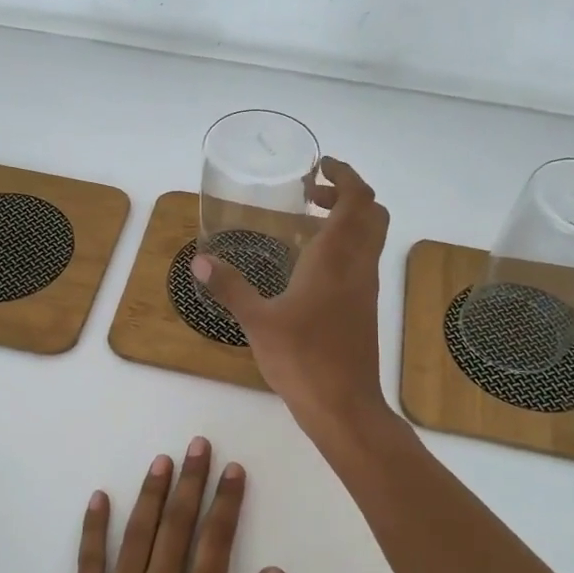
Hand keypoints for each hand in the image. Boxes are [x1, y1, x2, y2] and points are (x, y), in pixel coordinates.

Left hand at [47, 439, 285, 572]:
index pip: (216, 543)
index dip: (227, 502)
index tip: (233, 469)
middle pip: (176, 526)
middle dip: (190, 482)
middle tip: (197, 445)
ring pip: (136, 535)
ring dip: (150, 494)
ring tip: (162, 461)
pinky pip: (88, 562)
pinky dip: (94, 527)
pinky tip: (100, 499)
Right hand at [192, 157, 392, 438]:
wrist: (344, 406)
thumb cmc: (303, 359)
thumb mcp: (258, 322)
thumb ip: (230, 288)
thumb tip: (200, 261)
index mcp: (336, 259)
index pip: (357, 200)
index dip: (344, 175)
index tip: (321, 166)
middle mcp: (358, 266)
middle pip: (372, 212)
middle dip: (347, 193)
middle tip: (312, 194)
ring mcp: (365, 288)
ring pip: (370, 237)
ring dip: (347, 219)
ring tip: (307, 223)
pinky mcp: (364, 308)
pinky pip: (362, 260)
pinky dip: (345, 246)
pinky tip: (311, 266)